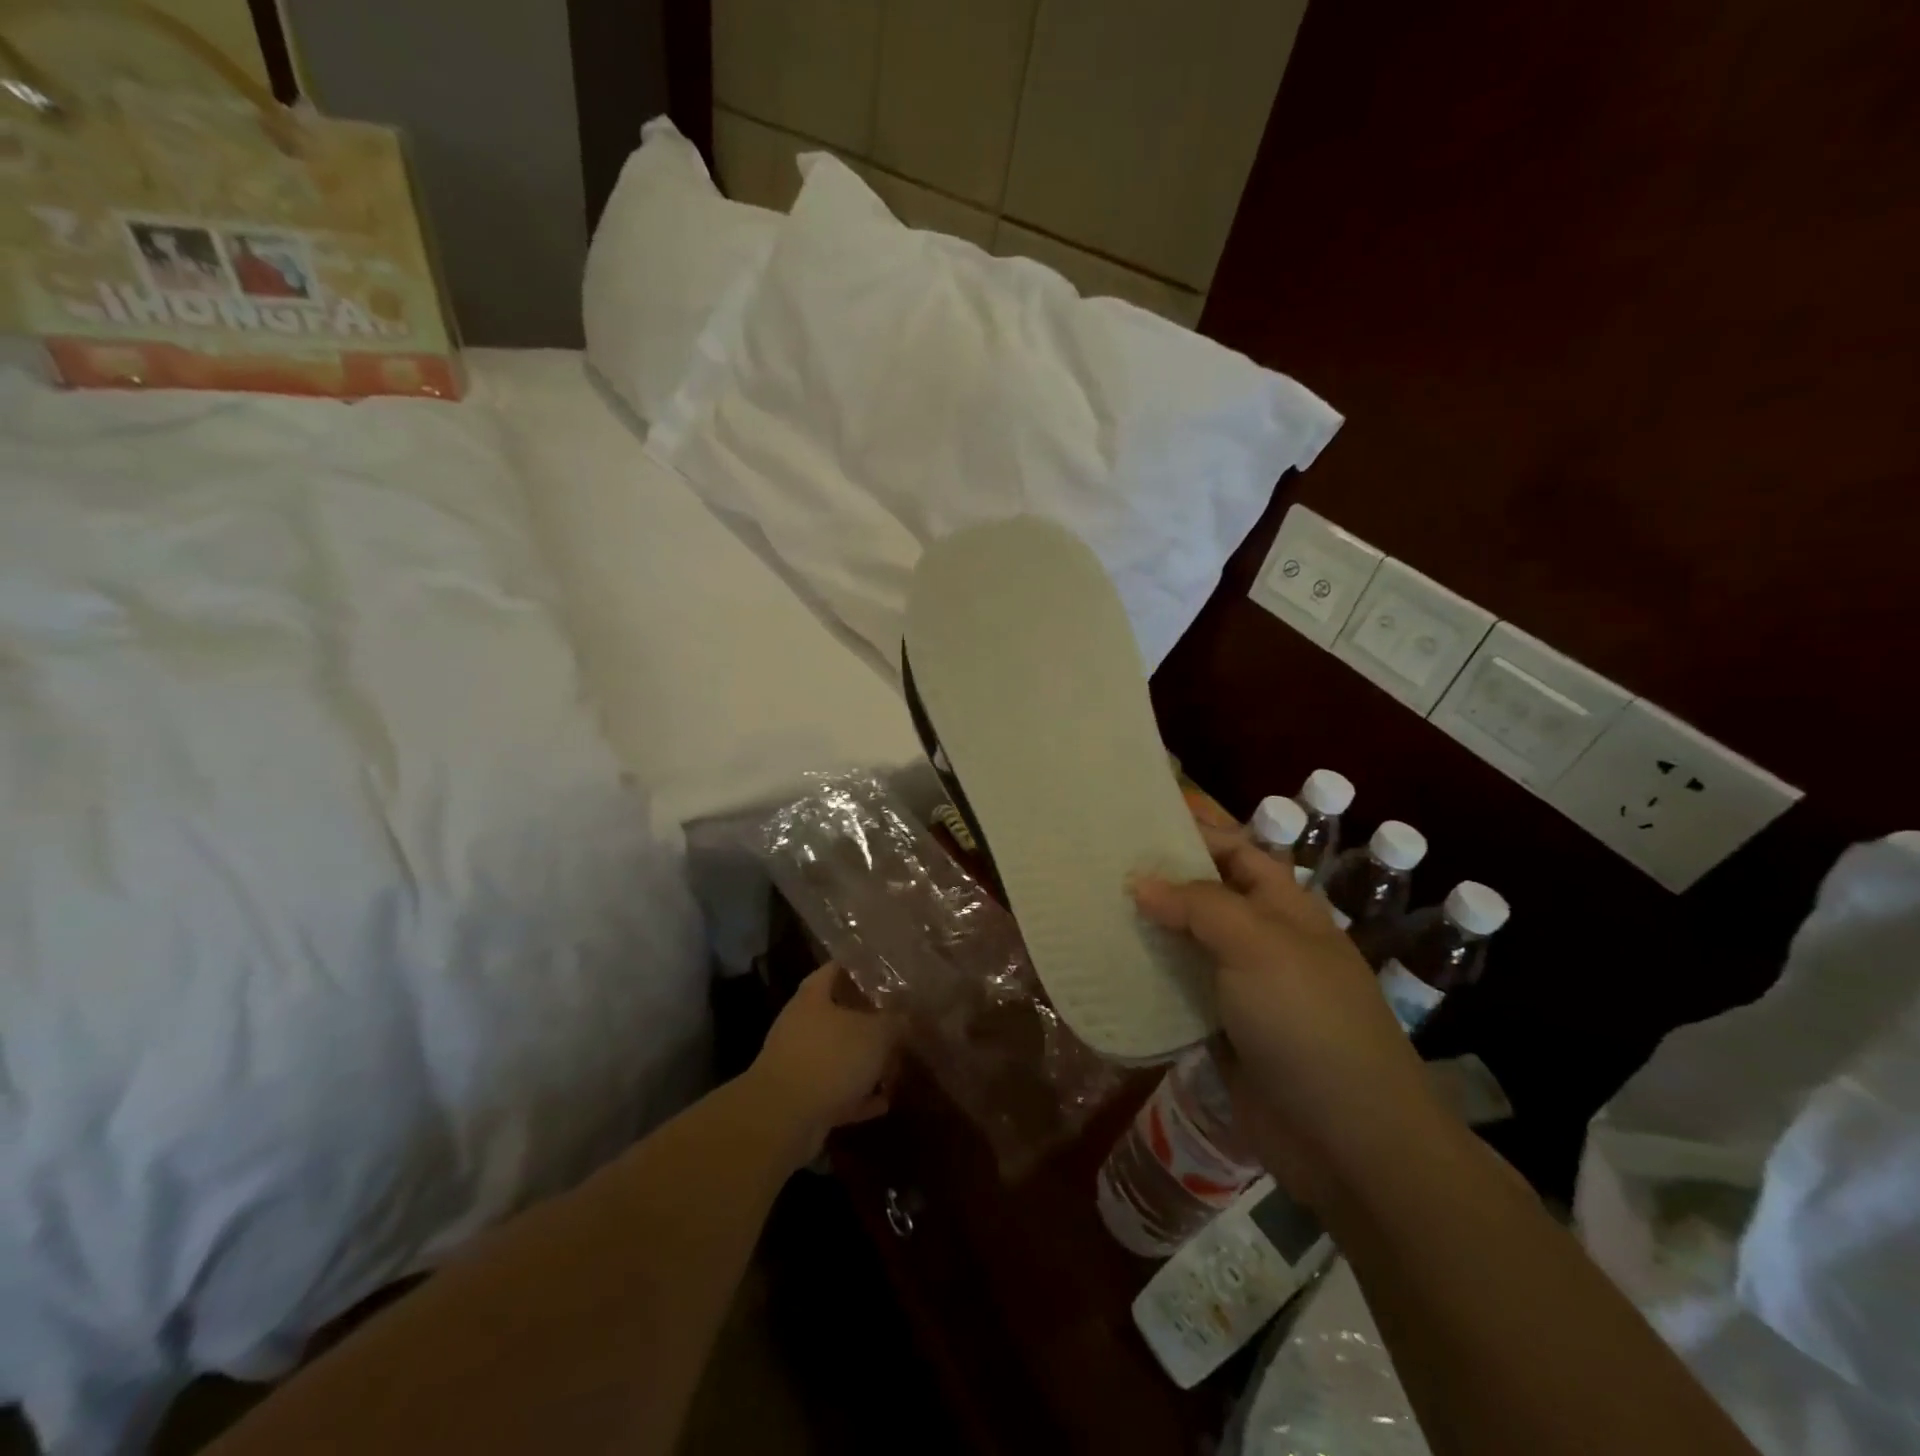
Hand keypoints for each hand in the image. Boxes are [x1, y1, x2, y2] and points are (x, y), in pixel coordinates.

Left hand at [747, 964, 904, 1166]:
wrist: (783, 1119)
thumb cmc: (831, 1058)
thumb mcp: (876, 1034)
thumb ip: (895, 1022)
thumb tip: (907, 1018)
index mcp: (814, 996)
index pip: (837, 969)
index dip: (862, 968)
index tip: (888, 973)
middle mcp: (802, 1024)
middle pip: (840, 1015)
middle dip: (871, 1022)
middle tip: (901, 1025)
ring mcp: (799, 1062)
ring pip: (839, 1055)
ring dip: (865, 1063)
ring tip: (897, 1067)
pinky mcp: (802, 1098)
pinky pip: (836, 1091)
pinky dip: (858, 1096)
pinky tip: (883, 1103)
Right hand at [1131, 822, 1444, 1205]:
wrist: (1348, 1140)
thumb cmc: (1309, 1023)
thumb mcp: (1258, 945)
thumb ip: (1198, 905)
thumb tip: (1140, 882)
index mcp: (1284, 907)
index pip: (1235, 850)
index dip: (1194, 829)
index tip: (1136, 816)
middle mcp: (1262, 940)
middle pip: (1205, 894)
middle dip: (1160, 877)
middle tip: (1098, 861)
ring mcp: (1242, 987)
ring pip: (1186, 942)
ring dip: (1147, 927)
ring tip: (1090, 905)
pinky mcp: (1221, 1030)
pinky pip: (1177, 990)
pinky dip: (1147, 977)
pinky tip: (1106, 966)